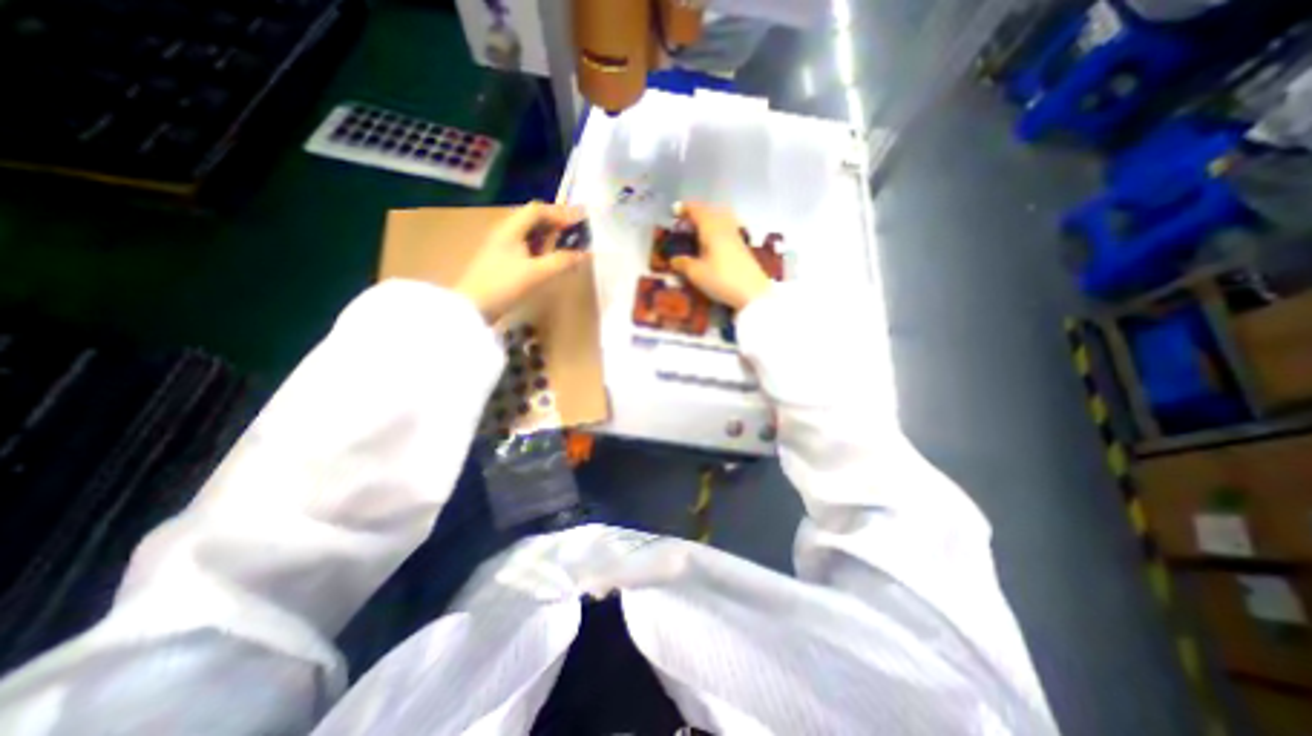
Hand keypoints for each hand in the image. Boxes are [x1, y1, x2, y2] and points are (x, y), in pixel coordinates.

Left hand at [459, 200, 589, 322]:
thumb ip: (562, 261)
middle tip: (577, 231)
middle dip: (557, 222)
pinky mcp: (502, 261)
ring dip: (550, 236)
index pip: (538, 210)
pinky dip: (542, 248)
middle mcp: (506, 232)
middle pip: (533, 219)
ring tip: (568, 244)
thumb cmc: (504, 286)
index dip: (560, 213)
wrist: (473, 308)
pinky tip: (551, 259)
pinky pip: (526, 246)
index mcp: (511, 229)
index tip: (580, 221)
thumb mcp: (536, 273)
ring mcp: (502, 247)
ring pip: (530, 233)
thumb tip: (585, 254)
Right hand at [671, 200, 770, 311]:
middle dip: (697, 211)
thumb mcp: (696, 274)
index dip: (684, 208)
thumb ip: (683, 264)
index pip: (697, 210)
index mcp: (711, 228)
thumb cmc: (721, 280)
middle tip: (685, 221)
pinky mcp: (742, 245)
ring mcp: (736, 235)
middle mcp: (724, 226)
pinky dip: (717, 226)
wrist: (752, 292)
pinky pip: (728, 226)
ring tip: (699, 228)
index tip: (673, 212)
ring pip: (722, 216)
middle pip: (711, 209)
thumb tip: (673, 260)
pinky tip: (713, 240)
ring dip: (709, 217)